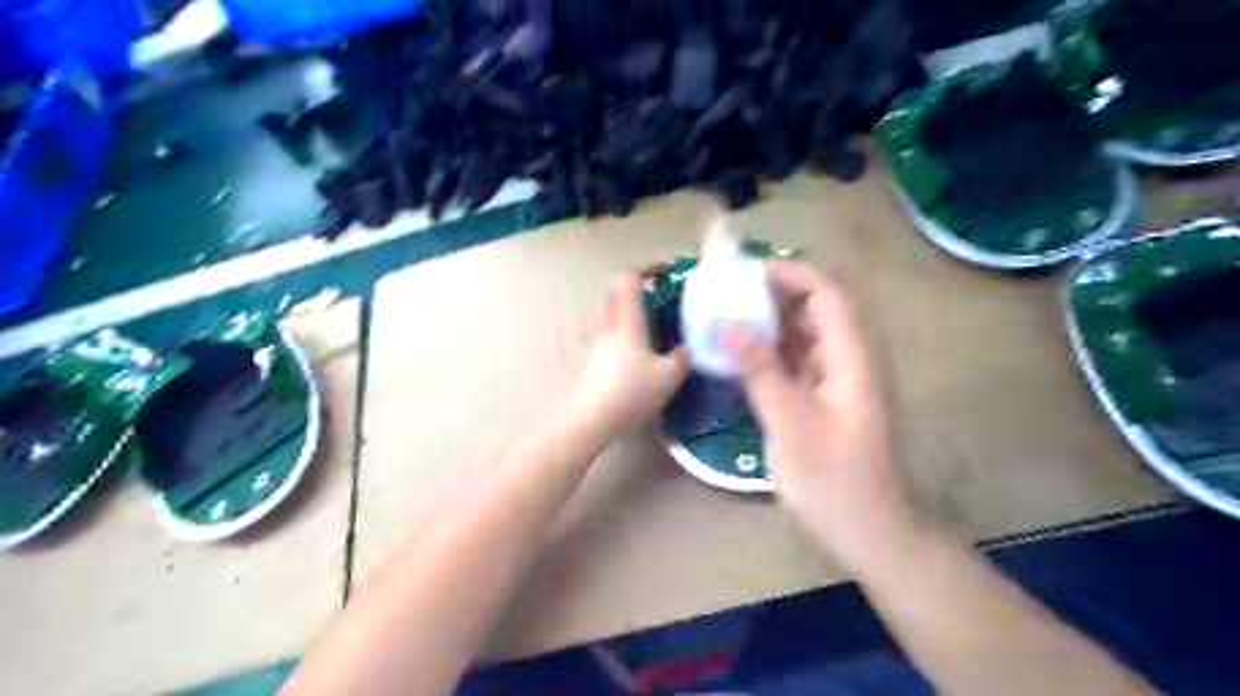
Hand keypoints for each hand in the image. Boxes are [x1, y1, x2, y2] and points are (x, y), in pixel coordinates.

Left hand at [569, 272, 692, 442]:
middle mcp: (609, 325)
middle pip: (617, 292)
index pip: (629, 278)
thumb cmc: (632, 391)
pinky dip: (627, 333)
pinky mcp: (594, 359)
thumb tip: (687, 349)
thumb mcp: (669, 376)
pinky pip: (612, 335)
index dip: (646, 270)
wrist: (592, 419)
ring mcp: (598, 342)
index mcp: (627, 320)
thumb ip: (682, 358)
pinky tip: (643, 354)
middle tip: (660, 298)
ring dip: (631, 312)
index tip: (666, 273)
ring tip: (656, 327)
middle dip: (638, 289)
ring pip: (613, 315)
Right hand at [724, 262, 912, 575]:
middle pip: (814, 309)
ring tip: (722, 318)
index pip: (826, 295)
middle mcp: (846, 361)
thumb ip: (761, 373)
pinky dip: (766, 353)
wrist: (870, 534)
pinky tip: (735, 357)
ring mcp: (834, 381)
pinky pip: (793, 362)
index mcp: (850, 360)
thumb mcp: (791, 428)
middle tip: (724, 294)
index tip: (744, 274)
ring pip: (801, 336)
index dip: (789, 274)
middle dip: (771, 295)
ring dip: (766, 323)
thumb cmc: (834, 485)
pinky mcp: (821, 400)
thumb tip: (727, 323)